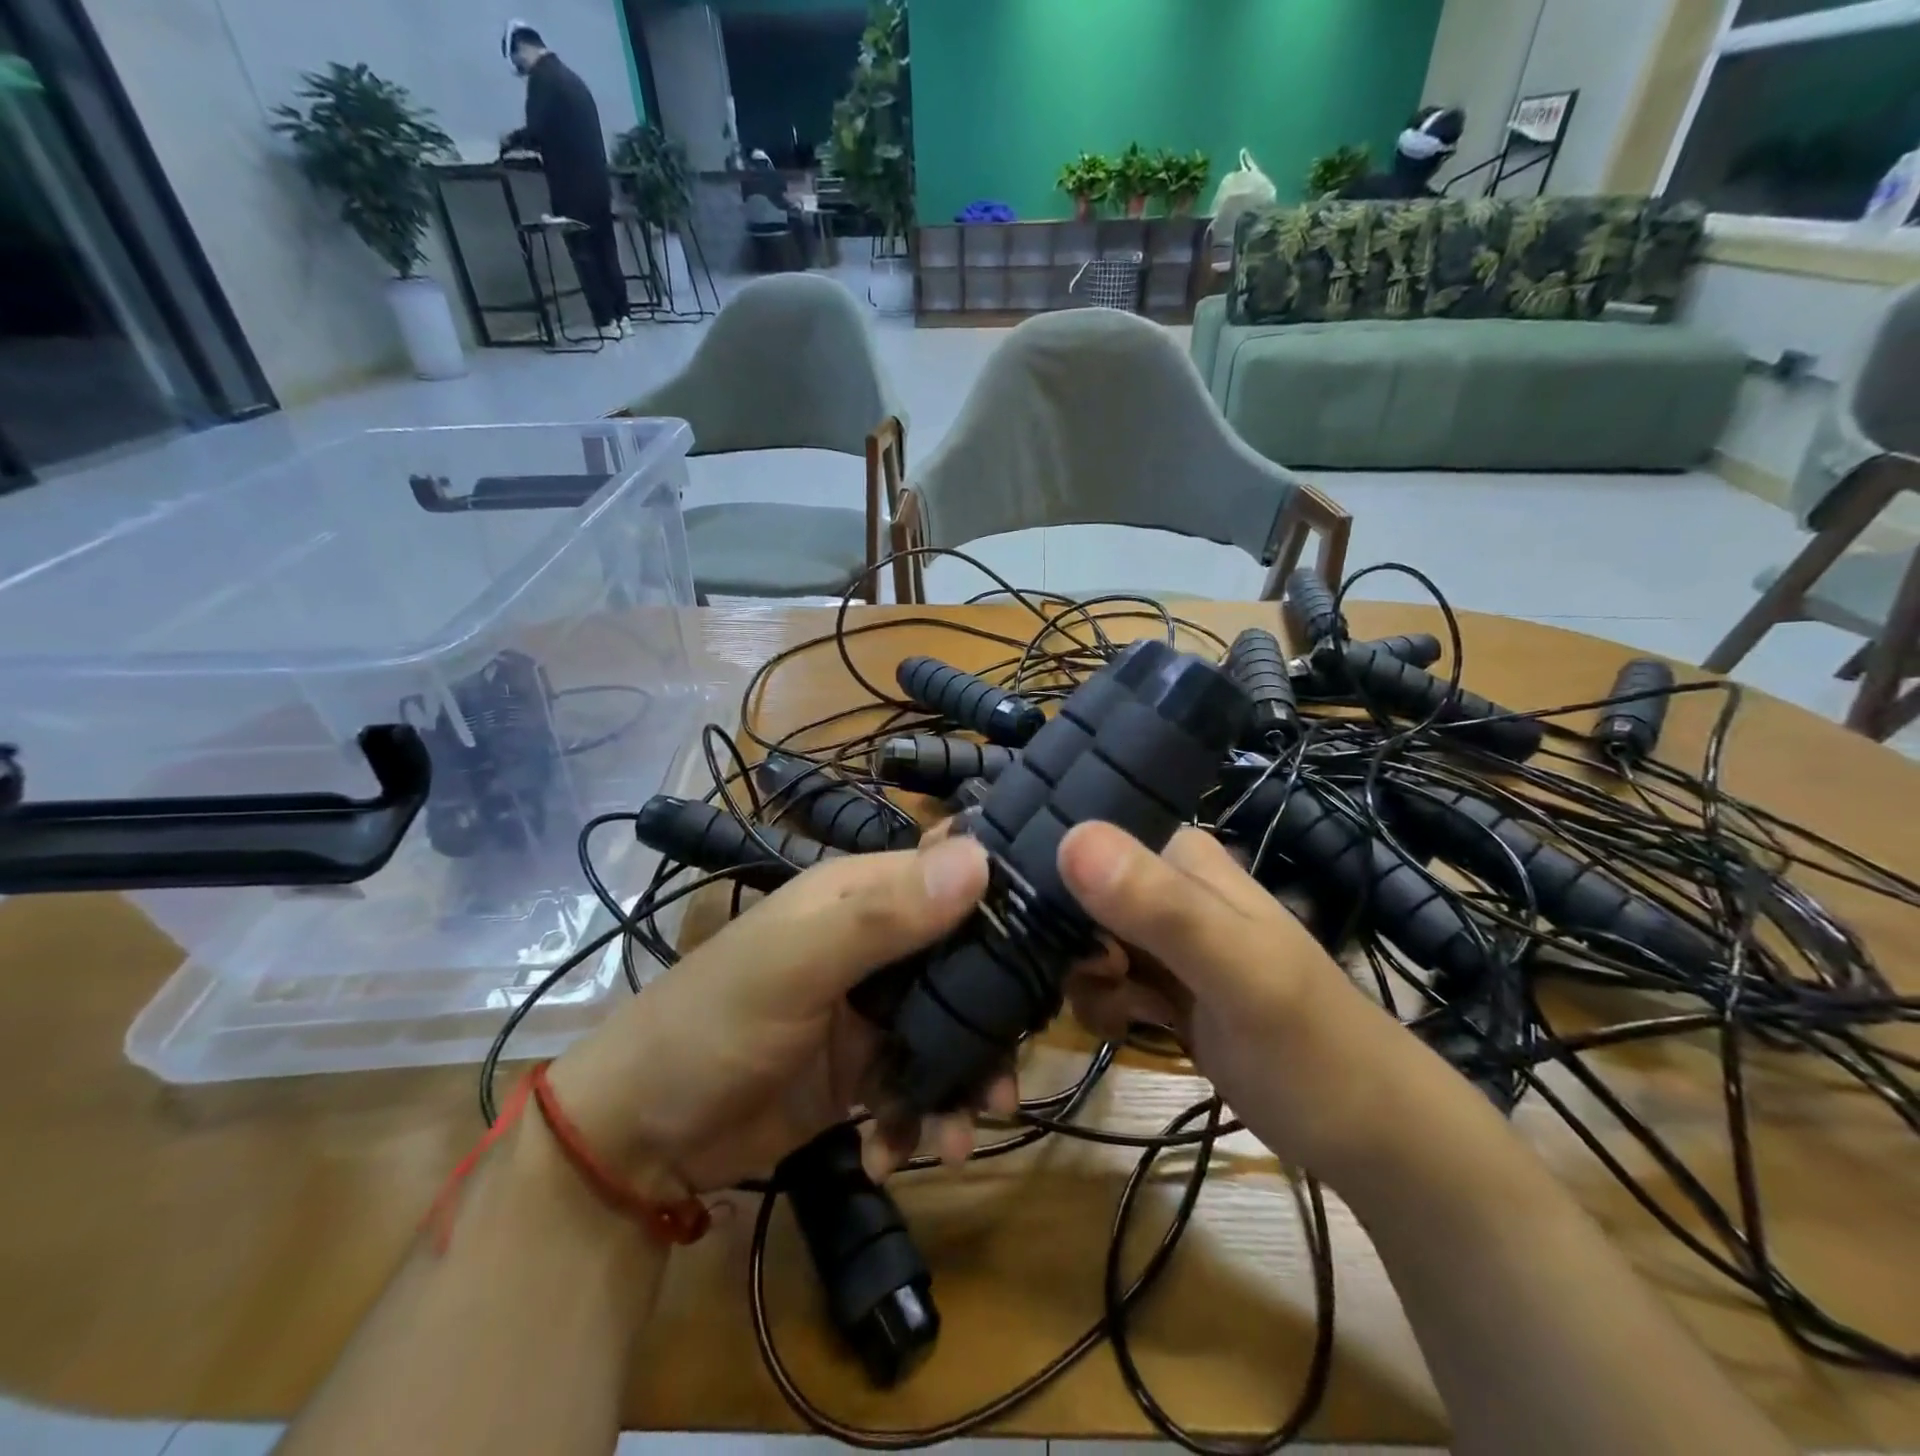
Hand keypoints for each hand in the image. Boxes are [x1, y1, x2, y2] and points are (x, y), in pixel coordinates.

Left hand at [546, 835, 1007, 1193]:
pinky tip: (892, 1155)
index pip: (956, 876)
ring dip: (962, 1084)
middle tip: (1006, 1080)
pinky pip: (920, 1085)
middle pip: (966, 964)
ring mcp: (873, 1011)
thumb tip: (980, 858)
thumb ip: (883, 915)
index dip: (1007, 900)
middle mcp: (879, 944)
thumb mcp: (793, 964)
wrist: (639, 1138)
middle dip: (992, 1022)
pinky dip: (918, 1121)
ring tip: (956, 1137)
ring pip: (952, 1032)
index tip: (1063, 946)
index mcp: (864, 895)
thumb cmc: (711, 1025)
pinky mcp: (865, 1071)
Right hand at [1057, 822, 1432, 1180]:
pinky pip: (1105, 979)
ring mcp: (1167, 938)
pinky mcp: (1166, 983)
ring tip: (1131, 1018)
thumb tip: (1070, 837)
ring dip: (1092, 985)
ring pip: (1087, 942)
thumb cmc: (1310, 1047)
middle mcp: (1169, 885)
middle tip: (1118, 988)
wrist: (1371, 1136)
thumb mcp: (1238, 973)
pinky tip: (1132, 1029)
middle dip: (1079, 950)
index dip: (1063, 895)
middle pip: (1079, 899)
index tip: (1085, 951)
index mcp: (1182, 856)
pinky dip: (1107, 1005)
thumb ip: (1160, 907)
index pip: (1087, 847)